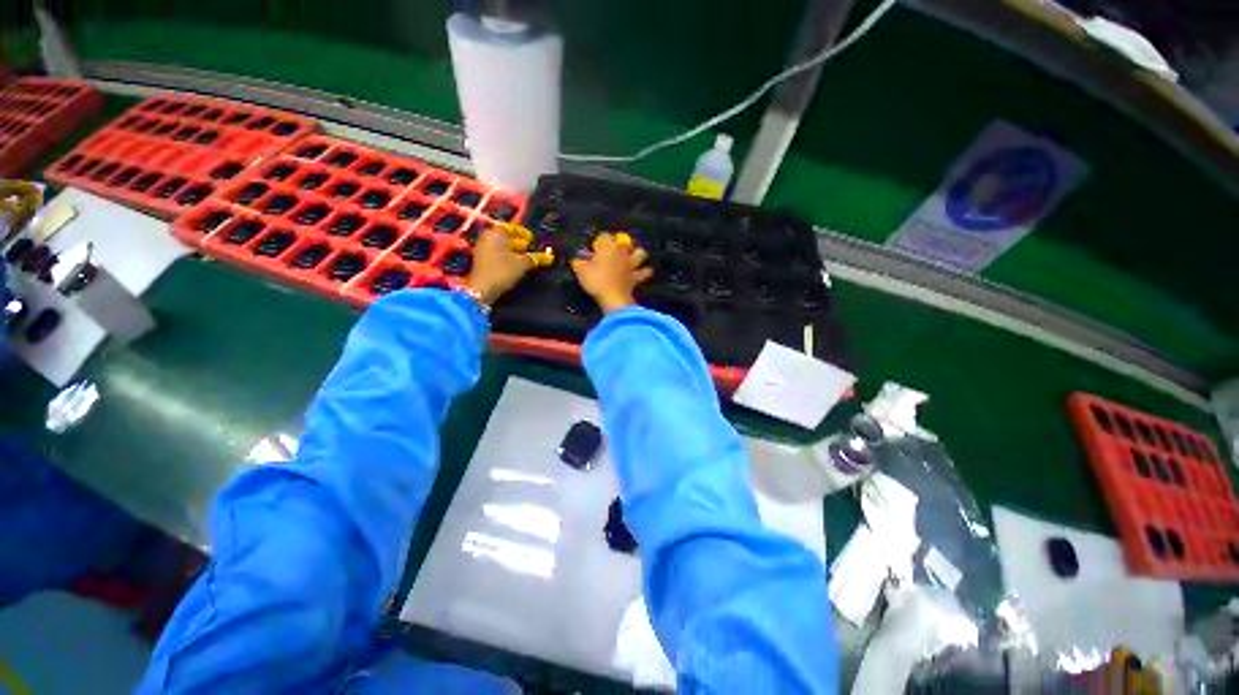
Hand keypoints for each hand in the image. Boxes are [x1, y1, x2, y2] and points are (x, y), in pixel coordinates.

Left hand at [467, 224, 552, 304]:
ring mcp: (482, 248)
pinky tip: (513, 263)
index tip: (531, 239)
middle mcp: (487, 236)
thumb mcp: (522, 264)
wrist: (483, 288)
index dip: (523, 233)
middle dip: (518, 241)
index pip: (511, 227)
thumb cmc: (503, 271)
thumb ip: (533, 257)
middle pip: (505, 235)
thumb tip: (546, 256)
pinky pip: (496, 252)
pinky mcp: (480, 259)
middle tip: (529, 248)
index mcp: (496, 232)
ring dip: (512, 249)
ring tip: (523, 257)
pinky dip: (505, 255)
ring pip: (500, 245)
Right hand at [570, 232, 652, 312]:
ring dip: (637, 254)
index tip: (594, 250)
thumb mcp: (581, 271)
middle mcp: (621, 251)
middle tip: (614, 252)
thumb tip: (577, 259)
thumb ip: (579, 263)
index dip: (599, 242)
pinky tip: (643, 272)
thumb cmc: (596, 281)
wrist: (613, 297)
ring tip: (632, 258)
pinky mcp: (637, 276)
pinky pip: (645, 272)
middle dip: (620, 244)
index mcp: (607, 246)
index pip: (603, 236)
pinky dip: (645, 272)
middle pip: (624, 241)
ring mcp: (631, 263)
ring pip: (640, 253)